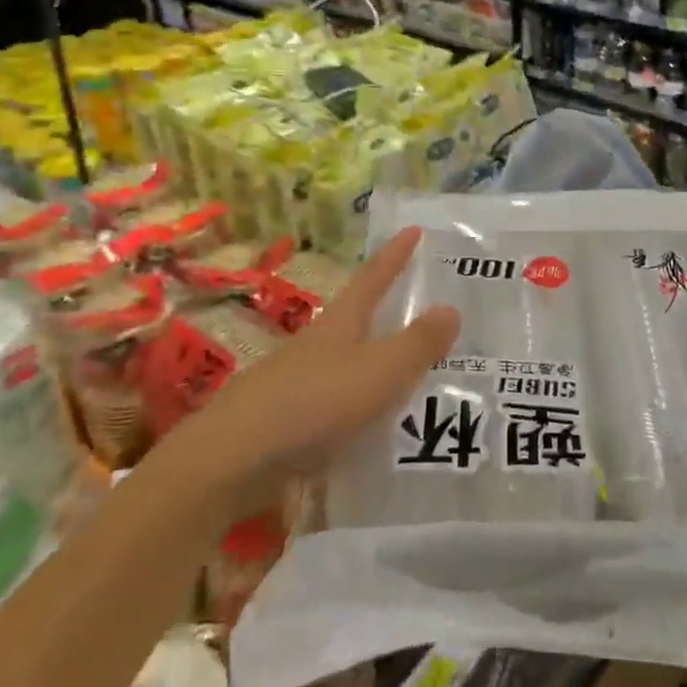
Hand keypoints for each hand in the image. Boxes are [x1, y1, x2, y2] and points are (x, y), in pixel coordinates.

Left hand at [175, 228, 460, 504]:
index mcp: (341, 322)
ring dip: (376, 362)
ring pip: (347, 362)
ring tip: (412, 374)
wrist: (235, 458)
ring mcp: (298, 381)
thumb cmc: (315, 401)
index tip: (414, 229)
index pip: (374, 277)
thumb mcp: (380, 371)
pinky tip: (374, 426)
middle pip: (358, 318)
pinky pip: (336, 402)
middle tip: (423, 306)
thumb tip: (451, 308)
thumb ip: (417, 344)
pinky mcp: (288, 419)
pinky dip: (360, 405)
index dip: (395, 254)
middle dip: (388, 309)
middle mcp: (318, 344)